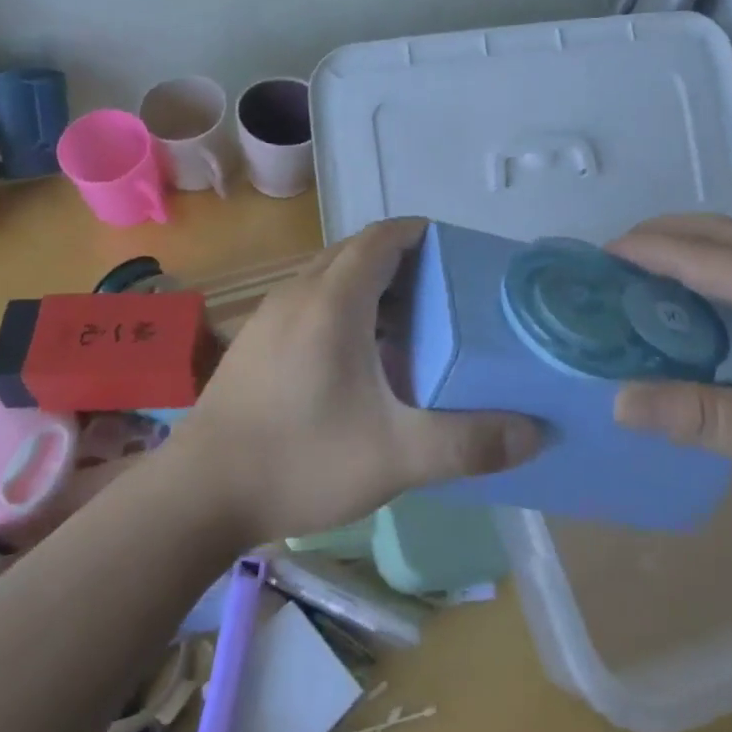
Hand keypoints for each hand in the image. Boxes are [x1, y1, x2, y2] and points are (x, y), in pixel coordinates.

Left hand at [170, 217, 540, 543]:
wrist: (197, 496)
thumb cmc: (301, 460)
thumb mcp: (397, 456)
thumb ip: (469, 442)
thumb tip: (534, 433)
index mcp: (334, 300)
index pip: (383, 237)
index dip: (421, 234)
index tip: (457, 254)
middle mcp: (299, 293)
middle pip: (356, 252)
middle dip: (402, 261)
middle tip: (444, 294)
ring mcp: (269, 317)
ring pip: (329, 277)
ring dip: (369, 286)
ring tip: (409, 325)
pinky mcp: (254, 343)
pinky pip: (308, 303)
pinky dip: (342, 309)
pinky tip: (357, 359)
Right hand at [608, 214, 731, 524]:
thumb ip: (689, 413)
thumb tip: (616, 402)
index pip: (697, 254)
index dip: (646, 250)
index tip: (599, 254)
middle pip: (721, 231)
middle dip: (666, 231)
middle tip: (618, 254)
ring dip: (694, 244)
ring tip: (651, 267)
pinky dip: (717, 265)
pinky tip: (705, 301)